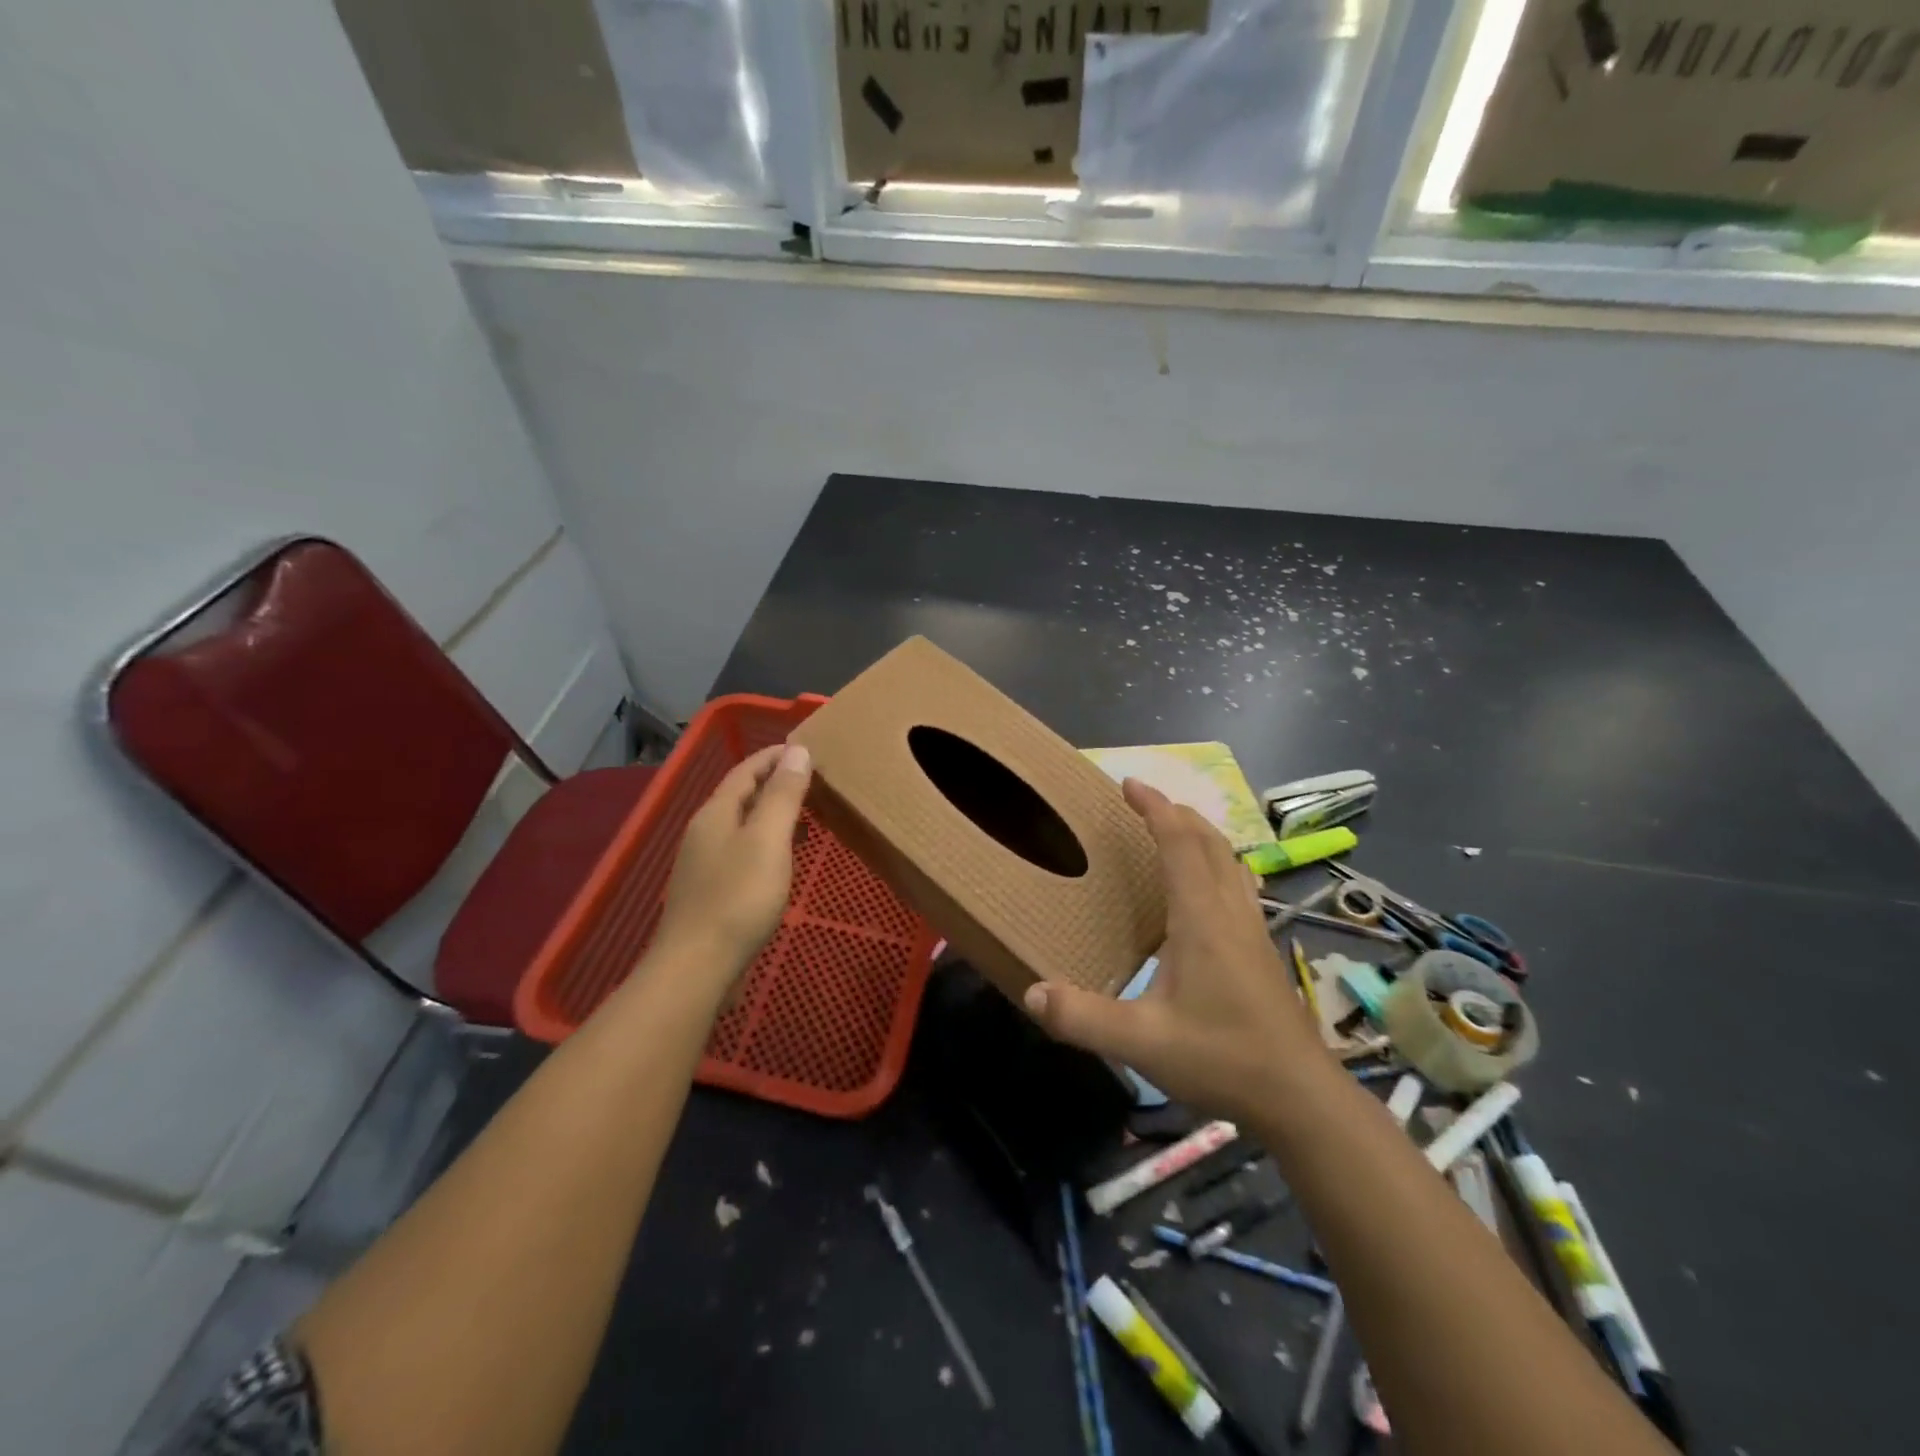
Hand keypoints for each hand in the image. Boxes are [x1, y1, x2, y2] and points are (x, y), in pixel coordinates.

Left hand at [651, 743, 812, 995]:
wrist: (697, 967)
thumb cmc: (738, 897)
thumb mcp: (768, 839)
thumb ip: (783, 794)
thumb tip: (797, 750)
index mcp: (716, 813)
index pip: (746, 770)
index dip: (775, 756)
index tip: (806, 748)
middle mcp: (705, 832)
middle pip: (742, 796)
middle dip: (776, 784)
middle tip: (814, 781)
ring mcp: (705, 864)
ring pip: (743, 825)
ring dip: (773, 815)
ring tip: (808, 817)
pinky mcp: (712, 892)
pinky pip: (743, 852)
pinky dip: (768, 843)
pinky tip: (784, 859)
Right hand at [1021, 778, 1323, 1122]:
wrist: (1300, 1097)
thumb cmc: (1222, 1058)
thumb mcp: (1142, 1042)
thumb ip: (1083, 1018)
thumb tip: (1031, 991)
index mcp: (1201, 918)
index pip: (1179, 842)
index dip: (1154, 807)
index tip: (1128, 783)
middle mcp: (1229, 911)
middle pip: (1209, 841)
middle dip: (1176, 812)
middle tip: (1143, 803)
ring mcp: (1252, 928)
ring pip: (1228, 860)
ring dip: (1199, 835)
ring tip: (1170, 833)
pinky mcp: (1261, 949)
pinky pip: (1236, 884)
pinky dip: (1214, 864)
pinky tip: (1200, 892)